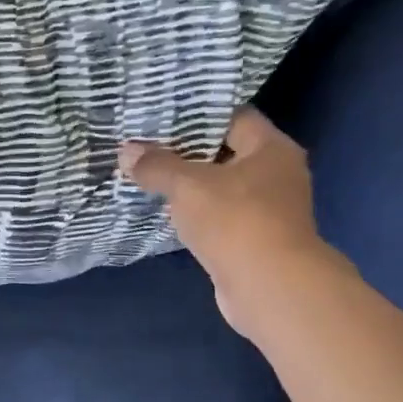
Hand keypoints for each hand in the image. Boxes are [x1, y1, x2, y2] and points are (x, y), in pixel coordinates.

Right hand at [119, 107, 343, 332]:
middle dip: (186, 152)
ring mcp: (269, 210)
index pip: (233, 117)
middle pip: (225, 152)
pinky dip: (196, 214)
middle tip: (147, 146)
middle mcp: (276, 174)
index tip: (161, 116)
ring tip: (149, 177)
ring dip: (189, 186)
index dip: (197, 114)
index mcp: (271, 148)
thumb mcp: (187, 186)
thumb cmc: (235, 221)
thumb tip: (126, 151)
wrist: (269, 287)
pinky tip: (167, 213)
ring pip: (221, 188)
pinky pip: (220, 217)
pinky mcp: (255, 240)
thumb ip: (156, 166)